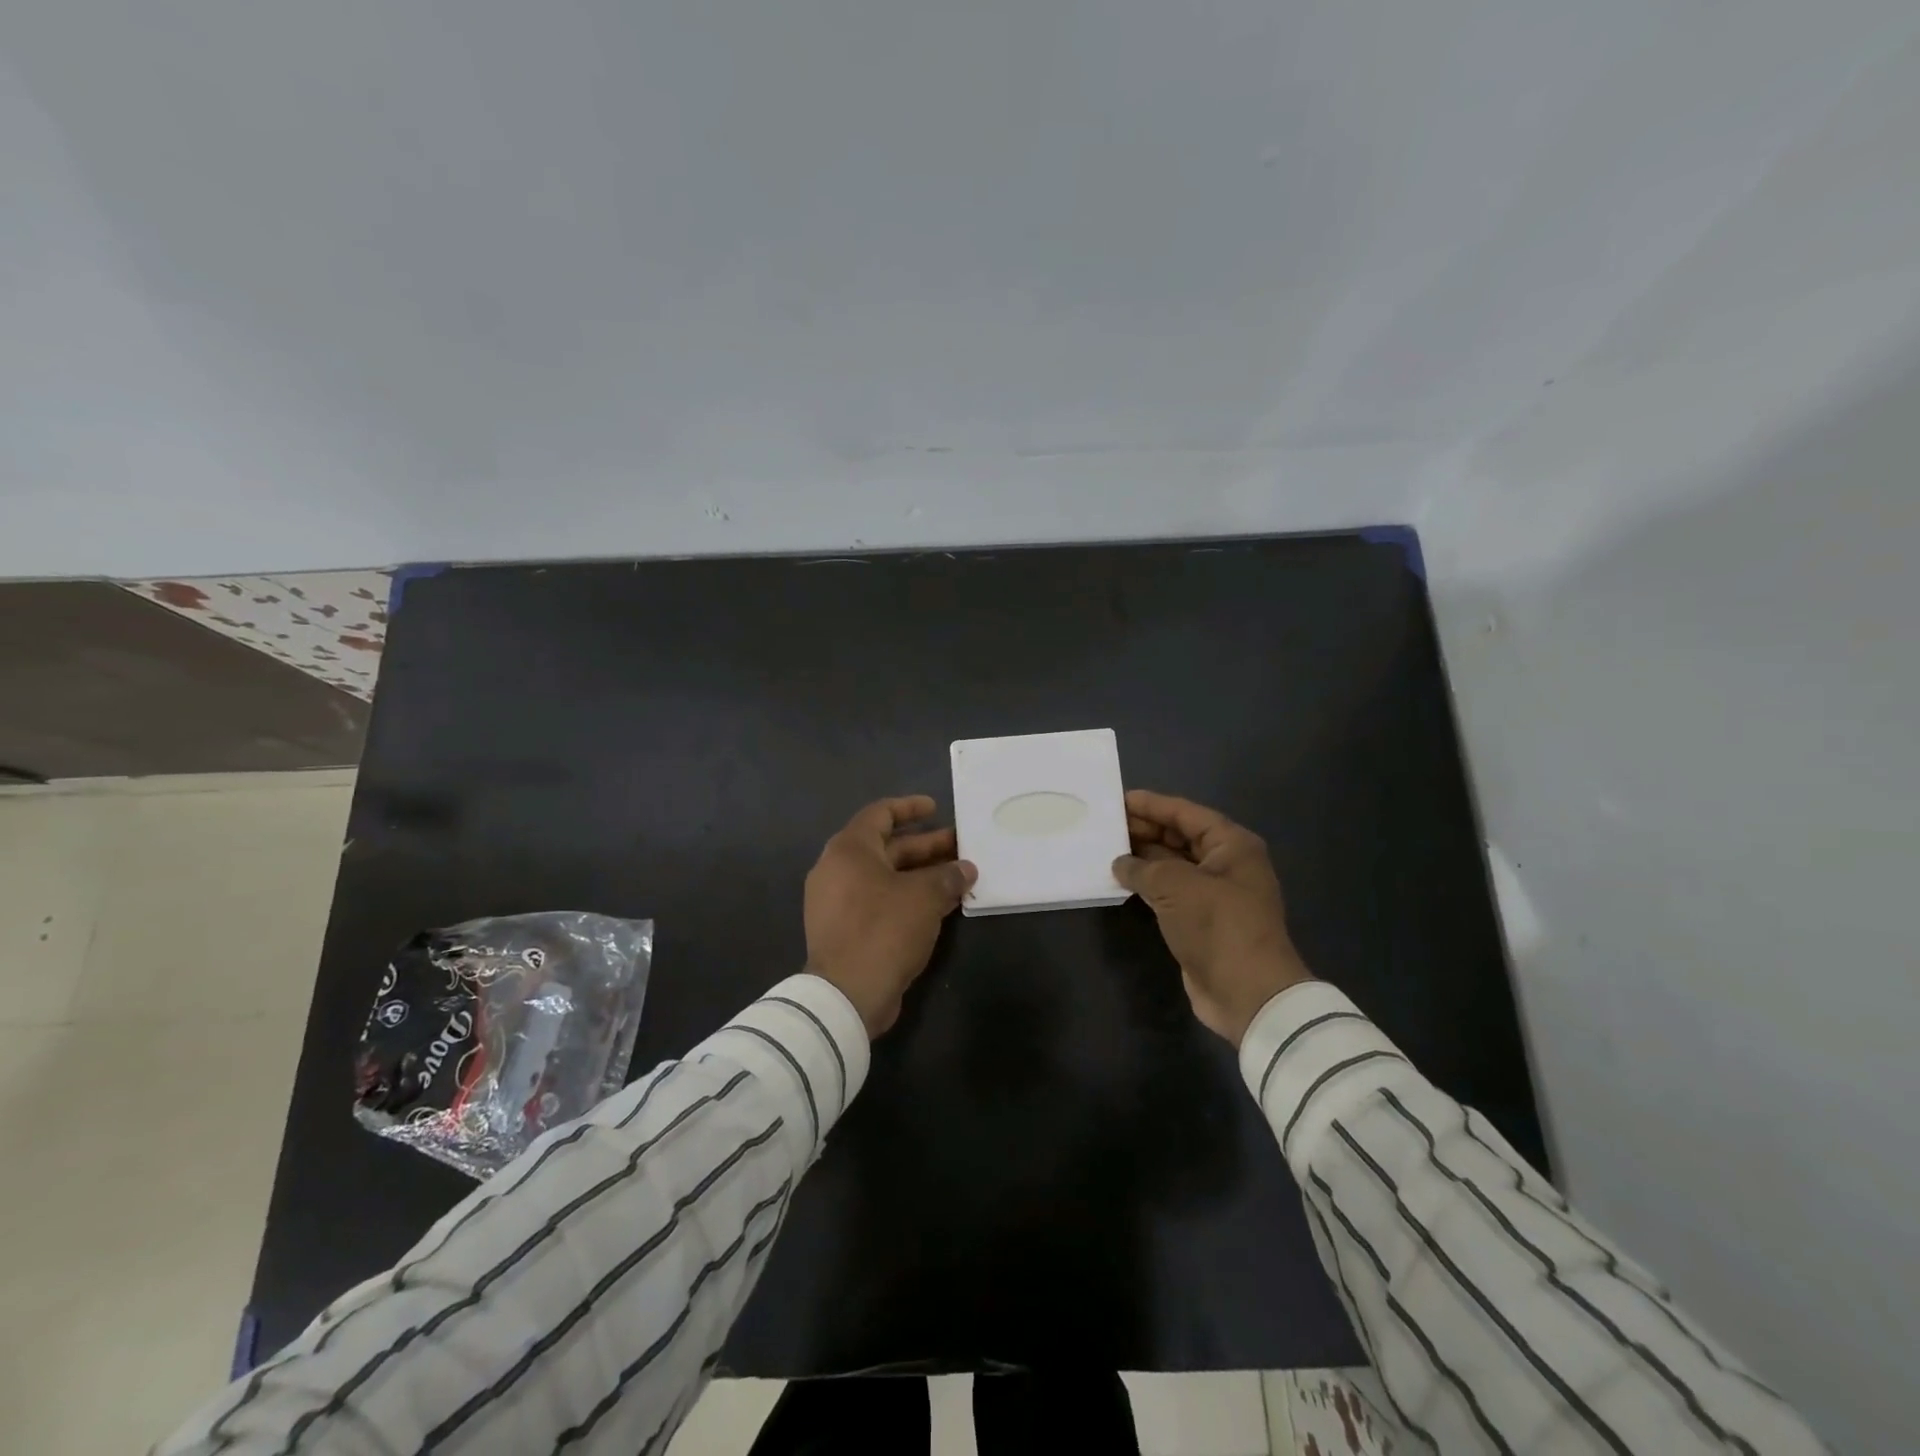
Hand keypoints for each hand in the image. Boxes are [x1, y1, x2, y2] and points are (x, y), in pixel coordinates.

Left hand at [804, 795, 977, 1036]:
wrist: (847, 994)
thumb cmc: (884, 929)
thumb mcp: (924, 897)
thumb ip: (948, 876)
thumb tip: (966, 869)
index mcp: (849, 850)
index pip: (880, 814)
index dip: (910, 808)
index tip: (936, 808)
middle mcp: (837, 869)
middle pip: (887, 847)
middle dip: (925, 846)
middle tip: (961, 847)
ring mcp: (837, 902)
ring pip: (885, 877)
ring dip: (921, 875)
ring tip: (958, 876)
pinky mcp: (844, 930)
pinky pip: (879, 901)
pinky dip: (907, 898)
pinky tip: (939, 906)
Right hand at [1113, 790, 1312, 1045]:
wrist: (1248, 993)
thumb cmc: (1218, 926)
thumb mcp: (1176, 885)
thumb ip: (1143, 867)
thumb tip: (1120, 863)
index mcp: (1231, 845)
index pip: (1185, 813)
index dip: (1151, 805)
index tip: (1118, 799)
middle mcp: (1226, 864)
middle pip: (1180, 836)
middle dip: (1144, 829)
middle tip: (1106, 824)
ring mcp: (1214, 894)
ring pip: (1173, 864)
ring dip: (1143, 857)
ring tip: (1106, 848)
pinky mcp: (1201, 920)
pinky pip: (1169, 891)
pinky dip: (1147, 883)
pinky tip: (1120, 879)